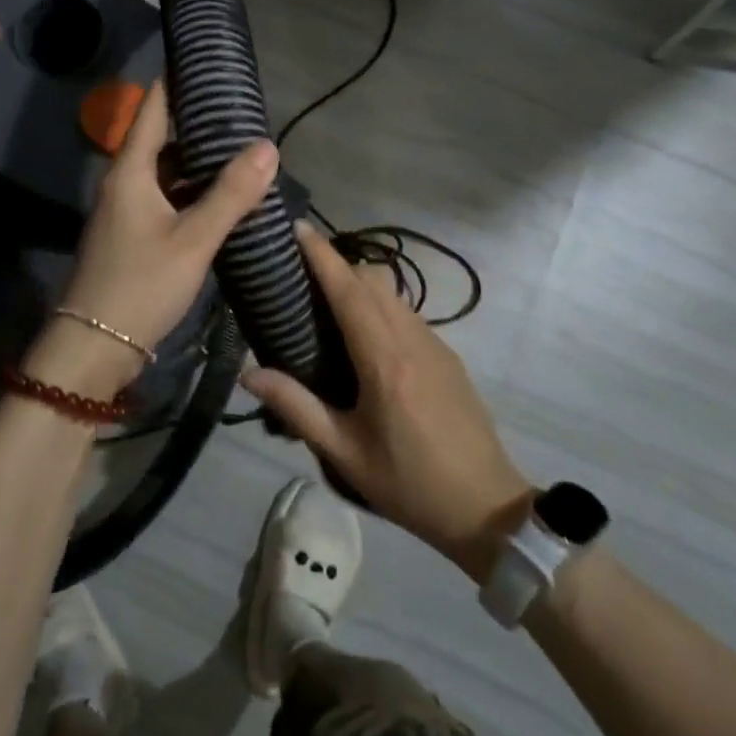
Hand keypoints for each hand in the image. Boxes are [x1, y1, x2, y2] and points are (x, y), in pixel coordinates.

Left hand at [29, 81, 278, 399]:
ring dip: (199, 165)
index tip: (211, 64)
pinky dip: (191, 194)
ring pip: (165, 173)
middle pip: (162, 140)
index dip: (178, 83)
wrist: (92, 348)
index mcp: (130, 172)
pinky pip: (165, 200)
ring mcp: (125, 211)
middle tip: (246, 115)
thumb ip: (231, 194)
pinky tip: (222, 201)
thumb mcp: (193, 239)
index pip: (153, 109)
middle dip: (201, 126)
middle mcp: (123, 183)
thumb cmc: (140, 285)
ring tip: (243, 153)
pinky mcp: (131, 237)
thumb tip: (268, 146)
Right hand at [243, 224, 531, 581]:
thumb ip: (296, 407)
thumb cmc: (408, 483)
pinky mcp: (447, 356)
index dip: (322, 255)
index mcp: (383, 359)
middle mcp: (411, 339)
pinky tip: (363, 338)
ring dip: (359, 285)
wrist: (486, 507)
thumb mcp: (344, 452)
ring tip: (325, 304)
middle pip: (372, 280)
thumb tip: (248, 374)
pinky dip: (379, 306)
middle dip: (336, 266)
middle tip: (299, 276)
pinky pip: (406, 314)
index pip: (349, 290)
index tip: (297, 228)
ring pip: (392, 294)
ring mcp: (435, 345)